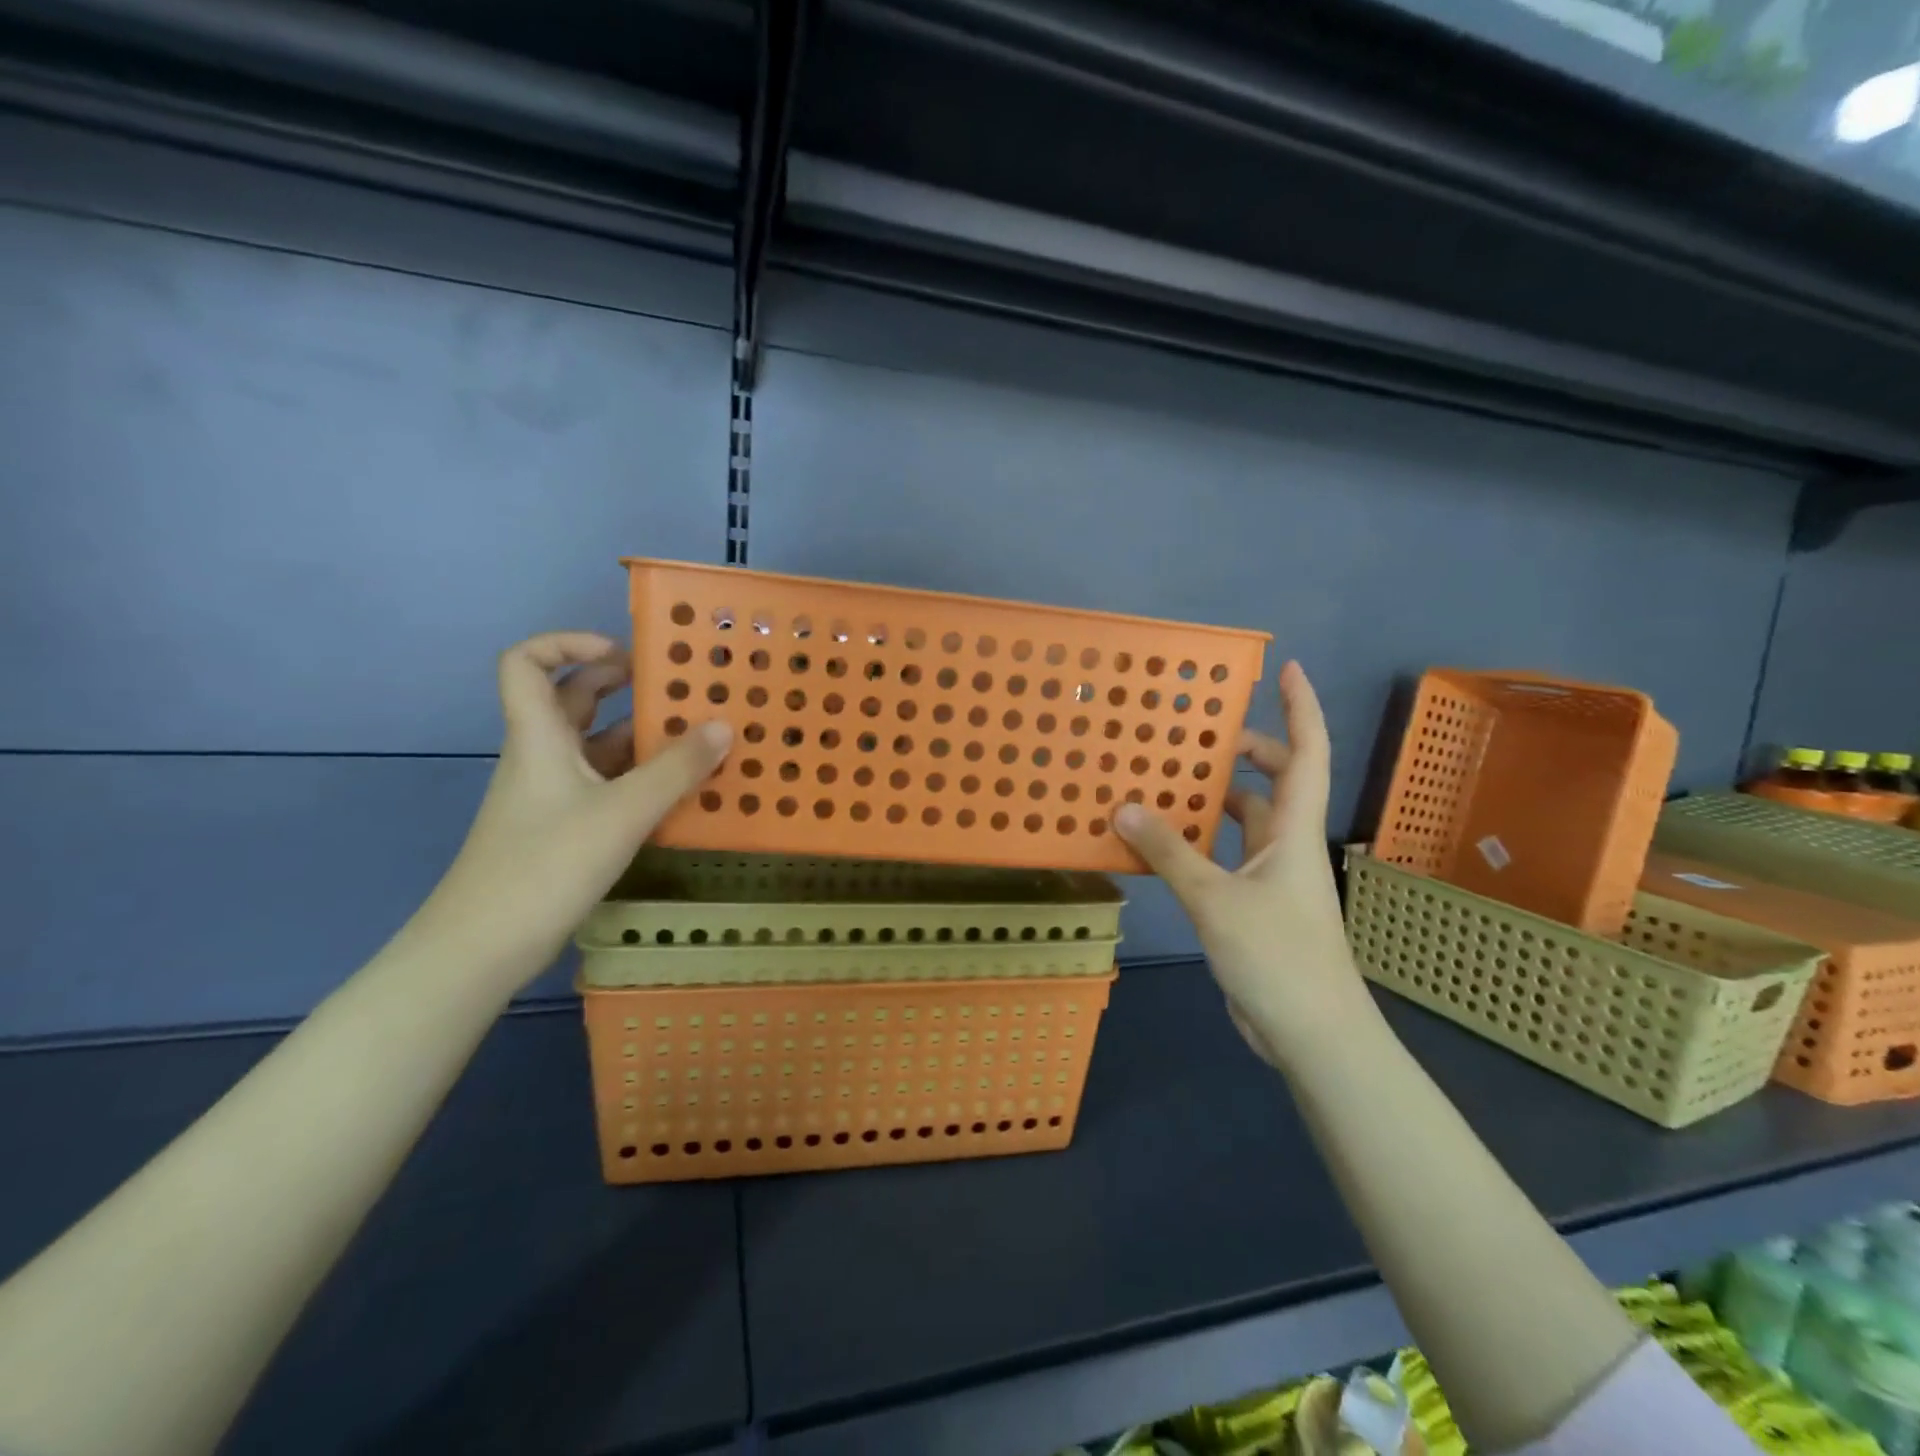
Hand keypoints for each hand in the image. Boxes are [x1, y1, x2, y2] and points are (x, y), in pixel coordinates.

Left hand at [417, 632, 731, 992]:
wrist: (483, 946)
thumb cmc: (546, 864)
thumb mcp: (623, 811)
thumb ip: (677, 768)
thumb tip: (724, 726)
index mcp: (540, 735)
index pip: (527, 662)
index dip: (568, 642)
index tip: (624, 653)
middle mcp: (542, 755)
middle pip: (571, 700)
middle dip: (619, 684)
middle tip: (673, 687)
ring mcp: (550, 794)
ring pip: (593, 746)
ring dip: (638, 735)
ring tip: (693, 736)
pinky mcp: (562, 828)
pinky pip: (604, 784)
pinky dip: (638, 776)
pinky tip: (677, 789)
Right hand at [1114, 661, 1373, 1073]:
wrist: (1311, 1033)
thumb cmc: (1277, 956)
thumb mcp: (1215, 899)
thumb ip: (1169, 851)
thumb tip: (1124, 806)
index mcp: (1293, 831)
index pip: (1307, 754)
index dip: (1301, 709)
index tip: (1289, 669)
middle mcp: (1286, 846)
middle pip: (1274, 782)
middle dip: (1245, 751)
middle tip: (1199, 734)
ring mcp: (1271, 878)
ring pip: (1244, 822)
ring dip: (1213, 800)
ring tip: (1167, 780)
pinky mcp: (1252, 907)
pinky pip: (1222, 857)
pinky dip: (1196, 843)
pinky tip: (1162, 844)